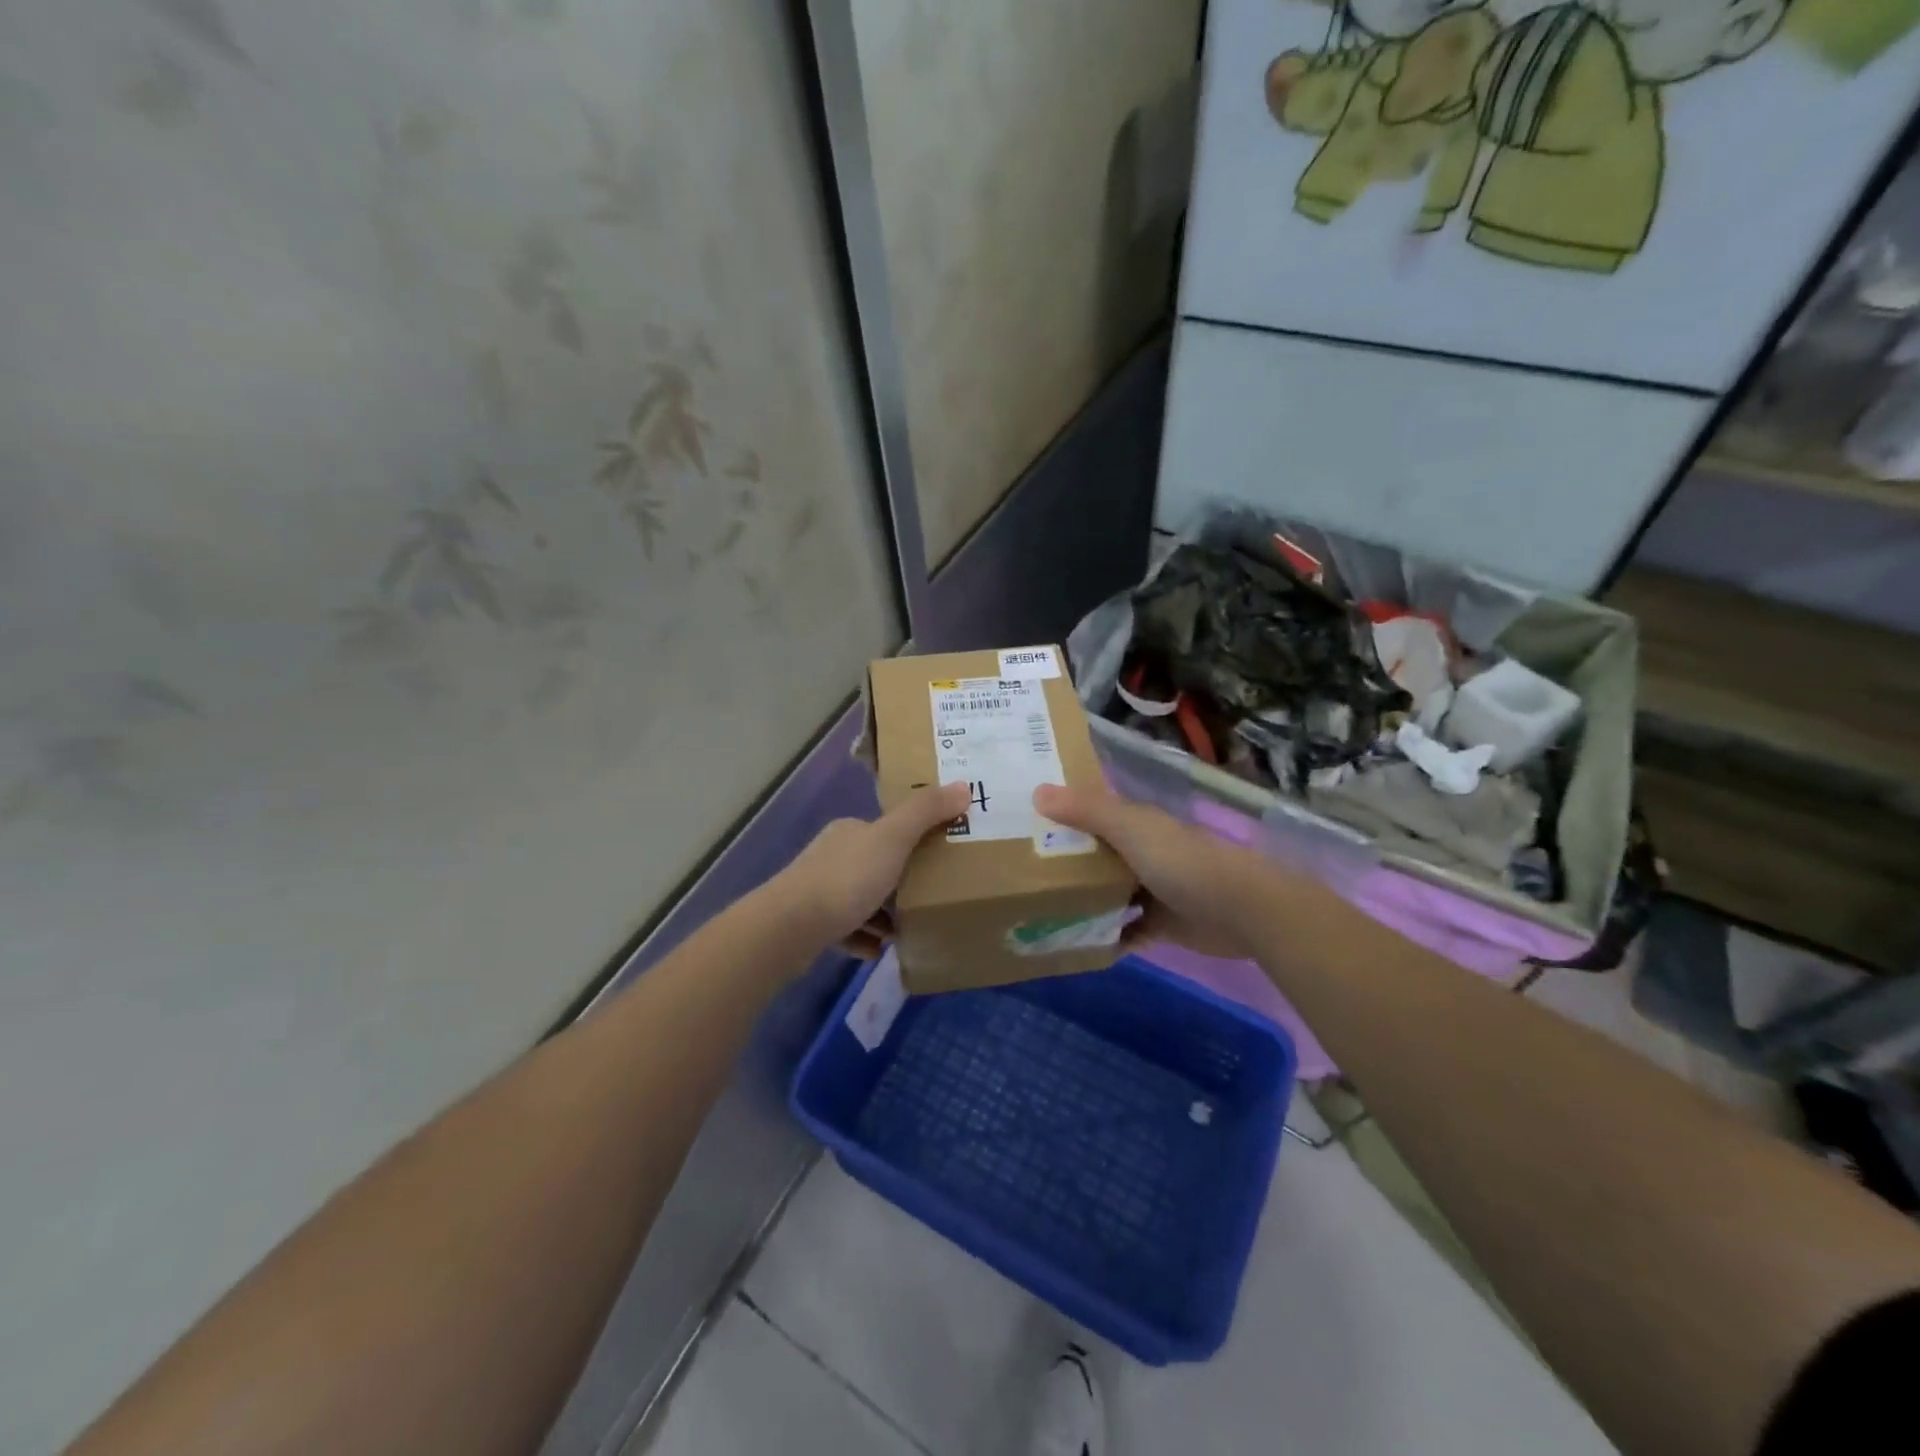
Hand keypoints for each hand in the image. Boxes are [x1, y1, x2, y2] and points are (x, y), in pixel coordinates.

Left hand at [771, 783, 968, 954]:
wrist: (790, 927)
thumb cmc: (846, 878)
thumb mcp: (893, 839)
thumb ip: (926, 812)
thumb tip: (964, 785)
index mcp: (850, 831)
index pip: (886, 830)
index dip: (912, 841)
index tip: (939, 859)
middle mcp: (832, 855)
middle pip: (875, 865)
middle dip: (901, 882)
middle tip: (930, 898)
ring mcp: (817, 891)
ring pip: (860, 899)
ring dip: (884, 915)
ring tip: (908, 929)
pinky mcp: (811, 925)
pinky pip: (846, 930)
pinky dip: (864, 939)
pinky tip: (880, 950)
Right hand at [1033, 783, 1270, 960]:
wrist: (1241, 911)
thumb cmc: (1181, 861)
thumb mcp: (1130, 828)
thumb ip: (1087, 811)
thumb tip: (1037, 791)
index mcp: (1136, 824)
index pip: (1092, 813)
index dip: (1062, 814)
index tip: (1023, 821)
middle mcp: (1143, 853)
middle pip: (1097, 855)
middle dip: (1066, 862)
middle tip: (1019, 872)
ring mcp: (1153, 891)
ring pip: (1109, 893)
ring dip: (1083, 901)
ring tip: (1039, 911)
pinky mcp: (1162, 926)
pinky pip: (1126, 931)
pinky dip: (1107, 936)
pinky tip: (1077, 944)